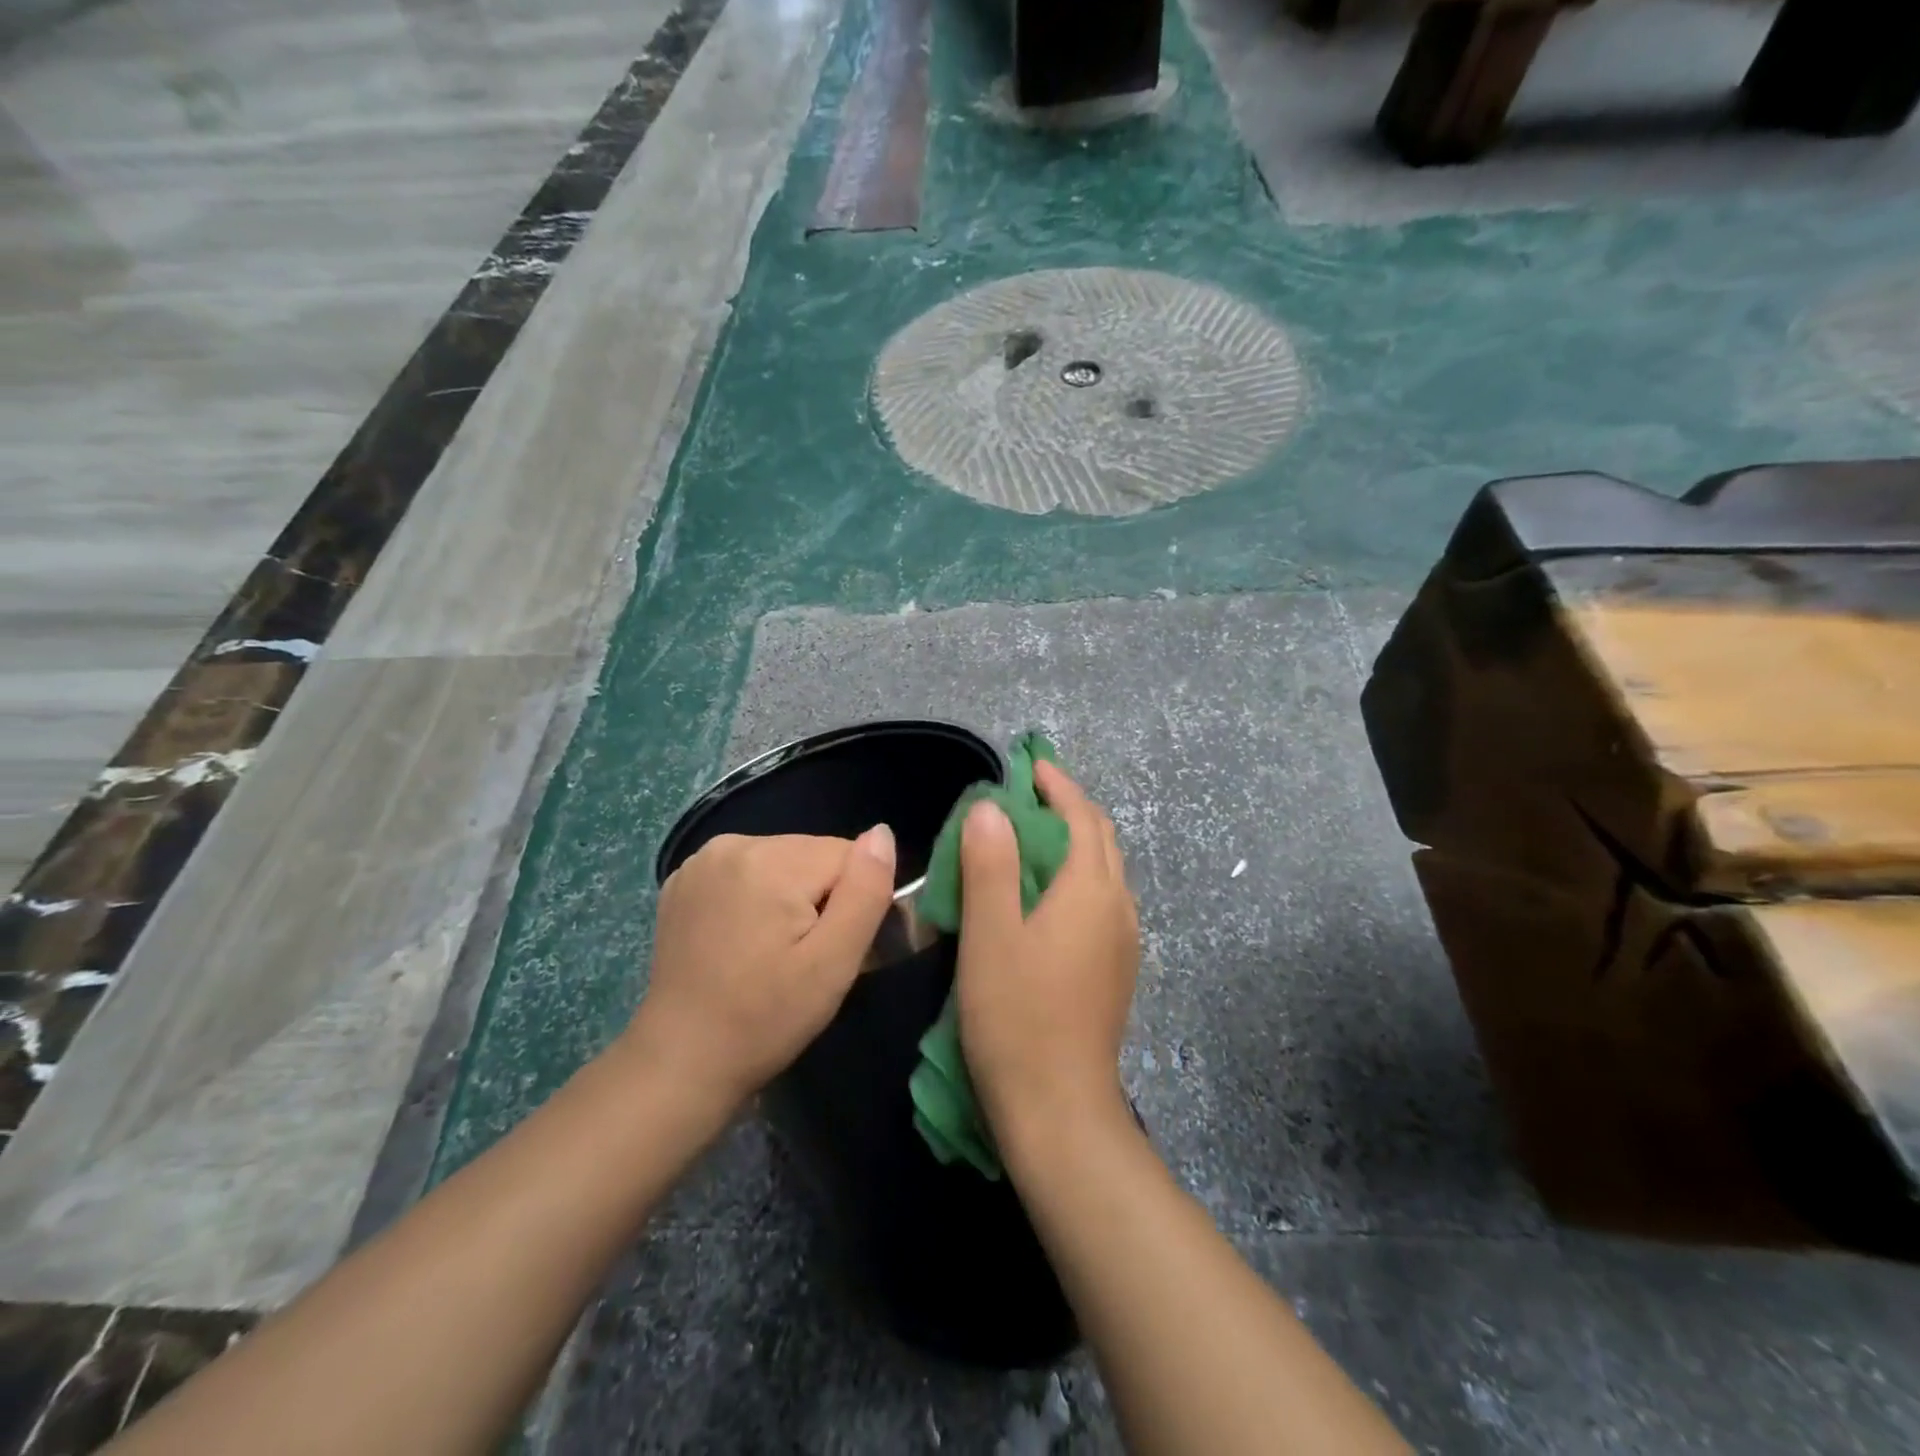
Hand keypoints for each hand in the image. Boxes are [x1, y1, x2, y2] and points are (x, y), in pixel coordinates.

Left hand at [626, 827, 896, 1112]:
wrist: (680, 1062)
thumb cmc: (765, 1019)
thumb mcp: (833, 964)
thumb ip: (866, 892)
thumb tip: (883, 833)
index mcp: (772, 860)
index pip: (847, 855)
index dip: (852, 901)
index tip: (831, 948)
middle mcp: (733, 844)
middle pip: (813, 854)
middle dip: (821, 897)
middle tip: (803, 957)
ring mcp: (701, 861)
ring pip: (782, 861)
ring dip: (790, 896)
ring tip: (772, 952)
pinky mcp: (683, 881)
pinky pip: (746, 872)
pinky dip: (755, 898)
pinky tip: (741, 941)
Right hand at [956, 761, 1138, 1152]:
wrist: (1060, 1110)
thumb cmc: (1016, 1016)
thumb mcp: (990, 935)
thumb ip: (990, 865)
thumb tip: (991, 808)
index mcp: (1090, 891)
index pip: (1082, 817)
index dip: (1057, 785)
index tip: (1029, 766)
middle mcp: (1118, 907)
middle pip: (1101, 839)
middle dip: (1069, 809)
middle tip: (1027, 797)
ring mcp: (1123, 942)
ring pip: (1105, 871)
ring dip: (1075, 843)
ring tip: (1032, 840)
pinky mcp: (1117, 970)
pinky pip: (1102, 900)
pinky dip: (1077, 877)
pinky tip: (1046, 897)